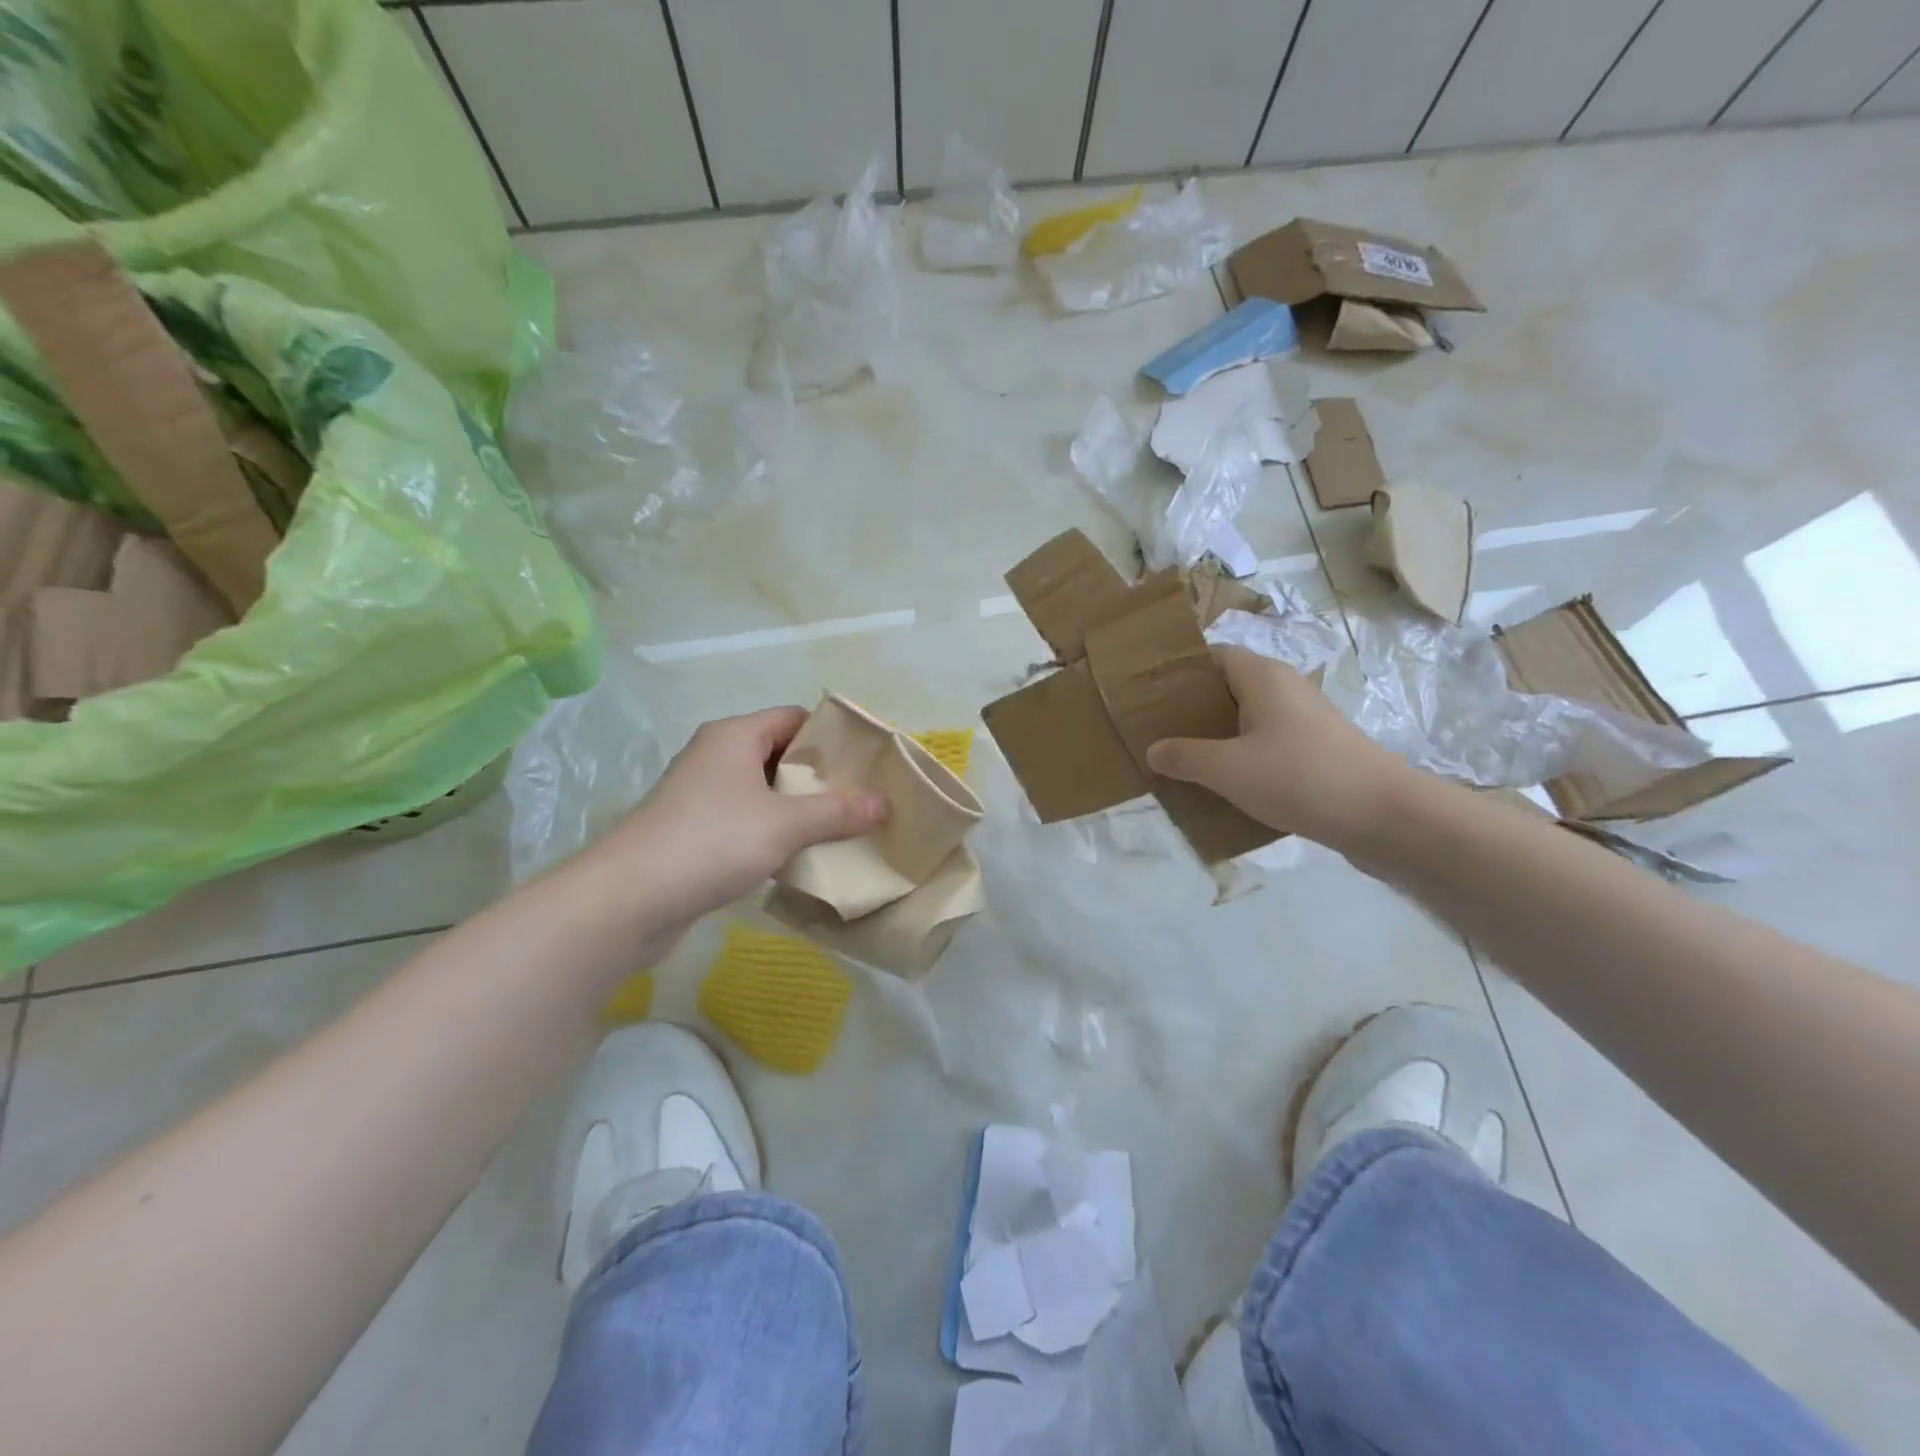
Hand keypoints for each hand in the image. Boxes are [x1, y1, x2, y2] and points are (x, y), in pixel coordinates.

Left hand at [587, 707, 887, 929]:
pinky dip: (773, 831)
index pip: (793, 717)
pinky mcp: (693, 830)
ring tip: (840, 828)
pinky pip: (745, 819)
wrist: (630, 899)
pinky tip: (799, 855)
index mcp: (735, 736)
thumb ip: (838, 812)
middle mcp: (716, 756)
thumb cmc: (713, 842)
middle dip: (819, 776)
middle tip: (861, 798)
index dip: (831, 734)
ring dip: (798, 808)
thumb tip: (884, 803)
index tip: (866, 761)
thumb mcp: (786, 824)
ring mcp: (701, 794)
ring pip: (763, 790)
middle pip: (779, 753)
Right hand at [1147, 647, 1411, 850]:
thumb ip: (1184, 757)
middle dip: (1192, 710)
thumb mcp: (1228, 769)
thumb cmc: (1300, 778)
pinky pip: (1265, 745)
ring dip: (1215, 738)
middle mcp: (1284, 690)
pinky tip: (1223, 787)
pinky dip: (1241, 759)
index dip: (1181, 672)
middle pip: (1227, 689)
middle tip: (1157, 733)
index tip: (1149, 696)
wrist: (1385, 817)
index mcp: (1262, 677)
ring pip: (1246, 720)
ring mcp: (1303, 722)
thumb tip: (1154, 750)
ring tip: (1181, 762)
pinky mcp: (1315, 752)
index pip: (1213, 656)